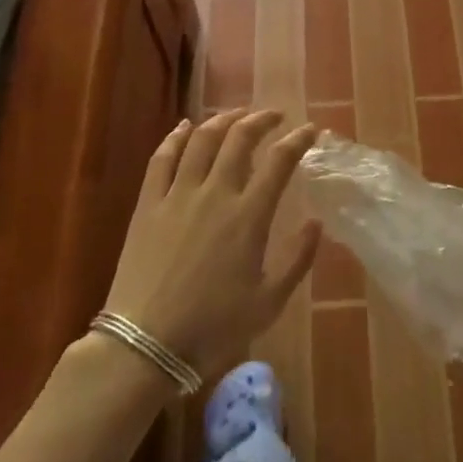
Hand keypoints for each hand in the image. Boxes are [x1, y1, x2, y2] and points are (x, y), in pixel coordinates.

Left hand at [102, 109, 321, 378]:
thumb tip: (316, 223)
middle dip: (261, 119)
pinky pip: (162, 158)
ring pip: (202, 139)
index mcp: (249, 215)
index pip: (279, 161)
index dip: (298, 140)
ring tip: (237, 115)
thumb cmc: (213, 328)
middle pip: (240, 138)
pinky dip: (176, 136)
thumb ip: (298, 259)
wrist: (146, 346)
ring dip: (222, 119)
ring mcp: (178, 194)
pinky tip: (185, 126)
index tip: (310, 130)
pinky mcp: (149, 204)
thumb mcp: (269, 302)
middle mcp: (215, 193)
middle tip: (274, 116)